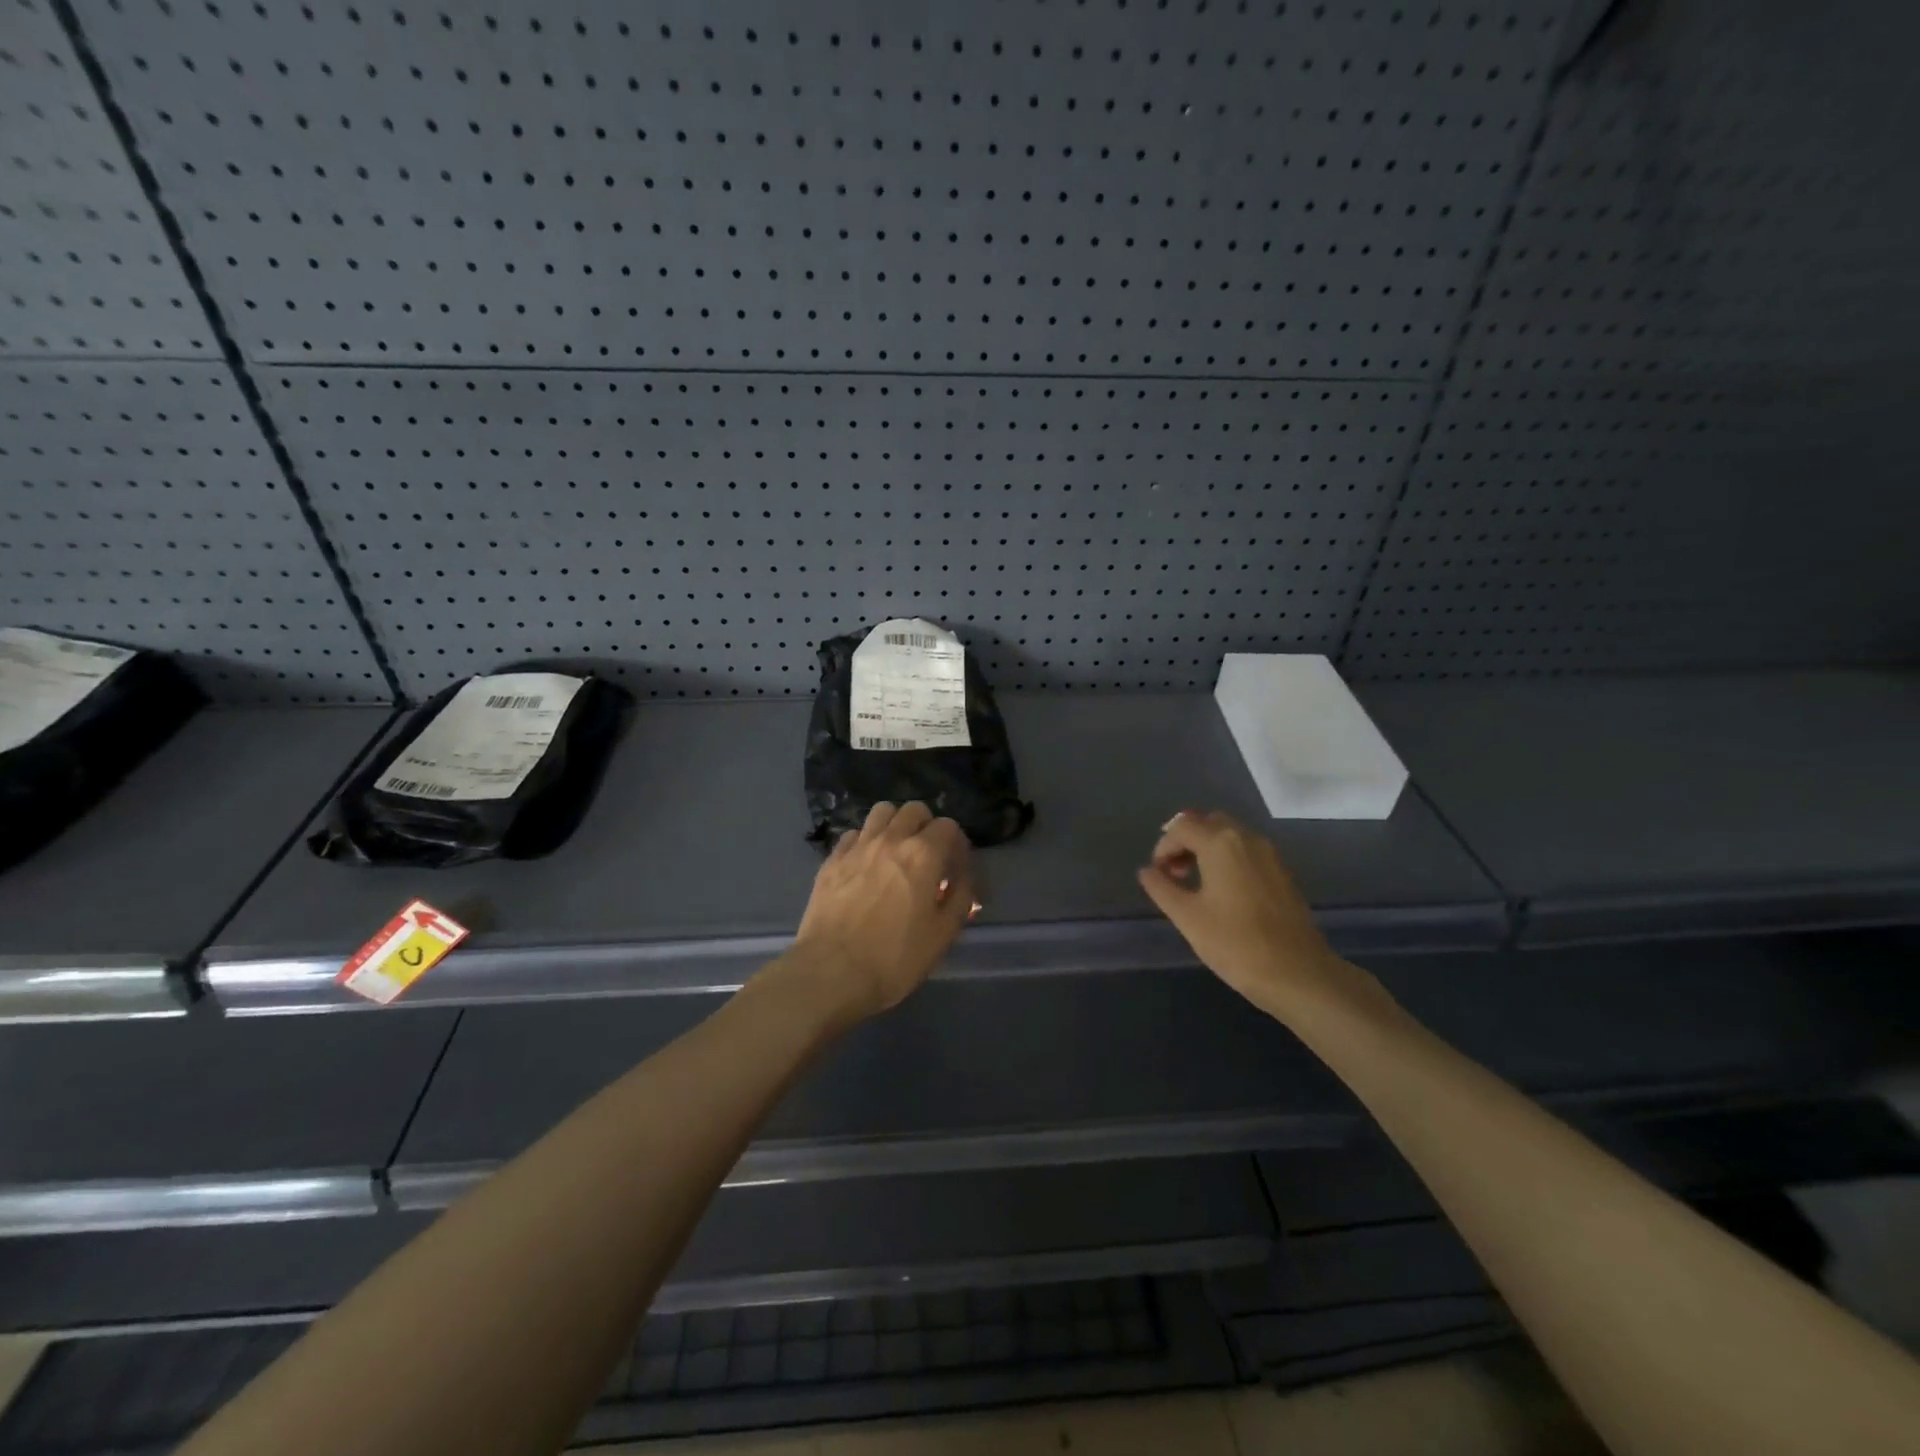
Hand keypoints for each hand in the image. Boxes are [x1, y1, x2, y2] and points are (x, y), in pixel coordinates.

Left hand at [787, 801, 976, 1020]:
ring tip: (896, 853)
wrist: (831, 972)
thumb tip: (962, 879)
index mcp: (923, 854)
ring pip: (881, 812)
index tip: (955, 870)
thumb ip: (960, 898)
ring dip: (895, 825)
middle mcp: (891, 839)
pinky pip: (853, 834)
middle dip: (927, 827)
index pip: (949, 826)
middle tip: (928, 857)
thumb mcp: (943, 934)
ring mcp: (857, 846)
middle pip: (914, 810)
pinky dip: (865, 842)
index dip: (957, 845)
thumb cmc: (895, 957)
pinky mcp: (831, 859)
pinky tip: (866, 866)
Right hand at [1137, 810, 1375, 1020]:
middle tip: (1175, 873)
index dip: (1163, 847)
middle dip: (1185, 841)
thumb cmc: (1236, 944)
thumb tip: (1147, 871)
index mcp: (1221, 843)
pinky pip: (1247, 850)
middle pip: (1208, 822)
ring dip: (1207, 848)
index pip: (1181, 827)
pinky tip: (1223, 891)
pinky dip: (1228, 858)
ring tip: (1196, 883)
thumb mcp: (1188, 917)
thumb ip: (1162, 888)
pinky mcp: (1282, 871)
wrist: (1298, 974)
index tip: (1158, 876)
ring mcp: (1270, 853)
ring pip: (1230, 834)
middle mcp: (1247, 838)